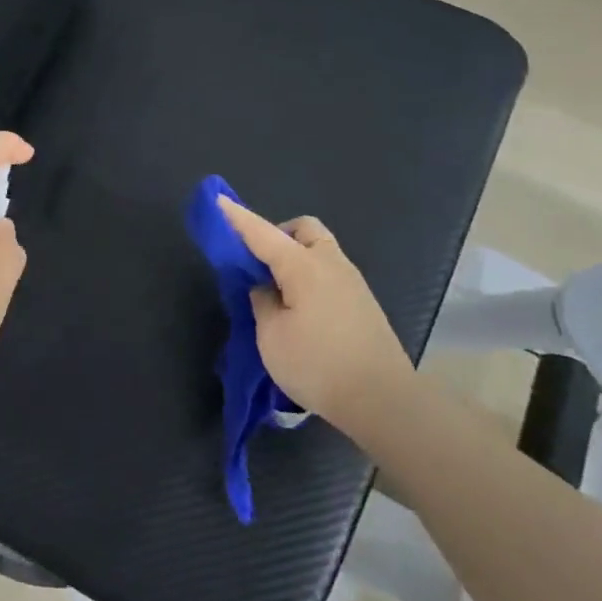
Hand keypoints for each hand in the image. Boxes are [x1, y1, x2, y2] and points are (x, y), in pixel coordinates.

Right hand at [219, 196, 415, 431]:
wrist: (382, 399)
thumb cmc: (318, 365)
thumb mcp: (272, 337)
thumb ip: (262, 303)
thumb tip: (266, 288)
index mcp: (304, 267)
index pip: (263, 234)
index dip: (238, 218)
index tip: (219, 201)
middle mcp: (331, 265)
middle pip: (304, 230)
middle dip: (278, 234)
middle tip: (258, 263)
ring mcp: (352, 283)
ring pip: (320, 251)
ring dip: (296, 257)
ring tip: (277, 293)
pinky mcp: (362, 304)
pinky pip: (330, 274)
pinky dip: (310, 277)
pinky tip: (300, 310)